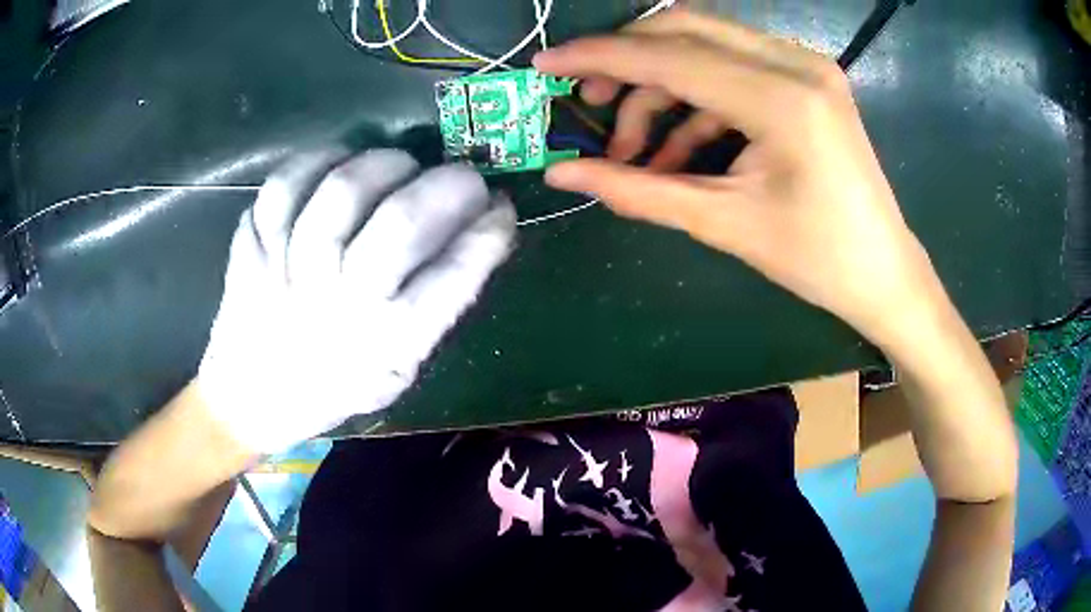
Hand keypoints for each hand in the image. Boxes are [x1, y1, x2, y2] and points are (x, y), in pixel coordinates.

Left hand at [197, 149, 515, 452]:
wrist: (250, 399)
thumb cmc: (332, 388)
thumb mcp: (396, 372)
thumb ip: (432, 312)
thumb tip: (474, 237)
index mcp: (386, 345)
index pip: (453, 277)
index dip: (488, 232)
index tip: (501, 208)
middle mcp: (339, 303)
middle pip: (400, 223)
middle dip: (447, 186)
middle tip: (462, 178)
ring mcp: (289, 270)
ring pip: (340, 192)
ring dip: (383, 164)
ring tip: (400, 164)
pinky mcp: (254, 247)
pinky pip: (281, 187)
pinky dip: (313, 162)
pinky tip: (336, 161)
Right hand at [535, 10, 941, 350]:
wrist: (883, 272)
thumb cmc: (816, 259)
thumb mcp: (722, 223)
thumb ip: (636, 191)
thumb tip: (560, 173)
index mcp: (782, 99)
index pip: (669, 56)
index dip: (599, 57)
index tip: (546, 63)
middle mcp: (795, 63)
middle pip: (684, 29)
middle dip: (626, 61)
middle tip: (590, 103)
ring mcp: (805, 65)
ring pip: (705, 45)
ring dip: (661, 89)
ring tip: (636, 151)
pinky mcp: (807, 78)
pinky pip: (733, 68)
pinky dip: (696, 102)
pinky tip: (678, 150)